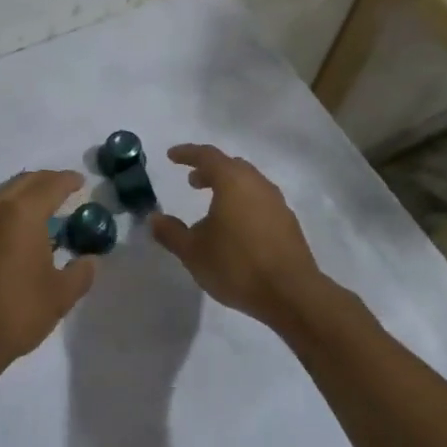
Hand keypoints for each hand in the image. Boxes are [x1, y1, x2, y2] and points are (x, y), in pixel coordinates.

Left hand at [0, 170, 94, 376]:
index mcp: (21, 215)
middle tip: (58, 190)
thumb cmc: (13, 315)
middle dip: (42, 182)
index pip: (50, 185)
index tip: (79, 182)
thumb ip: (80, 273)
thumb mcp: (59, 297)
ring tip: (30, 215)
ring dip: (15, 200)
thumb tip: (89, 260)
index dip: (67, 180)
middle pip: (20, 183)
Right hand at [150, 145, 324, 324]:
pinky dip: (243, 204)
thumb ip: (171, 232)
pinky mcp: (288, 223)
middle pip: (231, 166)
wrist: (291, 293)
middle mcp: (258, 184)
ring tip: (212, 206)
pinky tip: (235, 228)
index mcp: (233, 182)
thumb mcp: (193, 252)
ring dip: (228, 187)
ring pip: (248, 184)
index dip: (187, 153)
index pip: (207, 156)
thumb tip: (154, 218)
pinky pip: (260, 202)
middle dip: (209, 170)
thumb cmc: (237, 265)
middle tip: (192, 182)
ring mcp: (277, 203)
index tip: (171, 156)